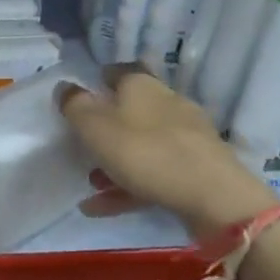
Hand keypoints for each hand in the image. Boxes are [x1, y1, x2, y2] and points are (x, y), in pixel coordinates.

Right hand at [60, 68, 270, 236]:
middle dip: (106, 128)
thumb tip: (64, 87)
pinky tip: (104, 207)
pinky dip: (130, 186)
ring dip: (115, 162)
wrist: (214, 196)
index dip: (98, 81)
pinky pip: (155, 172)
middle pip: (130, 110)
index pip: (117, 71)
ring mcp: (186, 136)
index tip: (80, 98)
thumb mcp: (95, 127)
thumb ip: (75, 105)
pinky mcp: (197, 167)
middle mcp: (167, 102)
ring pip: (142, 144)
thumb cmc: (145, 152)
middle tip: (82, 147)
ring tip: (90, 186)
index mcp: (141, 85)